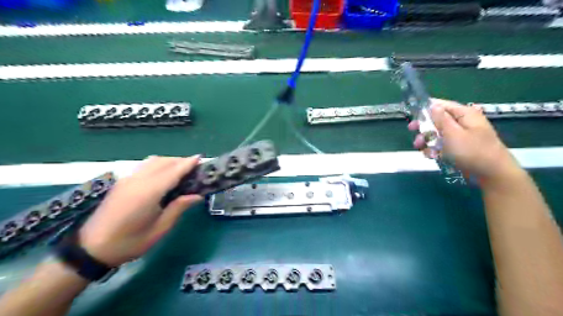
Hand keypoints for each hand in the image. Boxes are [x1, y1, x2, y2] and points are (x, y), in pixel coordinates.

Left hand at [78, 155, 202, 265]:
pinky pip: (144, 166)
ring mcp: (128, 179)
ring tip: (182, 170)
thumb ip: (178, 208)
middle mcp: (138, 181)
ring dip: (169, 161)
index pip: (173, 172)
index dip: (187, 164)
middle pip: (163, 162)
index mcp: (149, 193)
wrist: (90, 248)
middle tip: (195, 168)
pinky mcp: (122, 182)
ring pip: (153, 161)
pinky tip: (164, 175)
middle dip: (180, 161)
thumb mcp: (160, 229)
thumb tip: (197, 195)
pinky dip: (158, 165)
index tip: (200, 157)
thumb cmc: (130, 242)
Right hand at [410, 98, 518, 182]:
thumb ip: (441, 119)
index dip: (426, 108)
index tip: (412, 114)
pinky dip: (435, 150)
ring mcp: (461, 136)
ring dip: (427, 140)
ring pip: (438, 134)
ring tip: (421, 148)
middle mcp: (462, 123)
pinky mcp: (459, 148)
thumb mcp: (453, 134)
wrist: (492, 174)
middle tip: (412, 131)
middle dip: (424, 127)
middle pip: (438, 120)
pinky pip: (442, 145)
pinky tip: (432, 156)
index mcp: (464, 114)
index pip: (442, 105)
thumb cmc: (472, 151)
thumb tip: (433, 105)